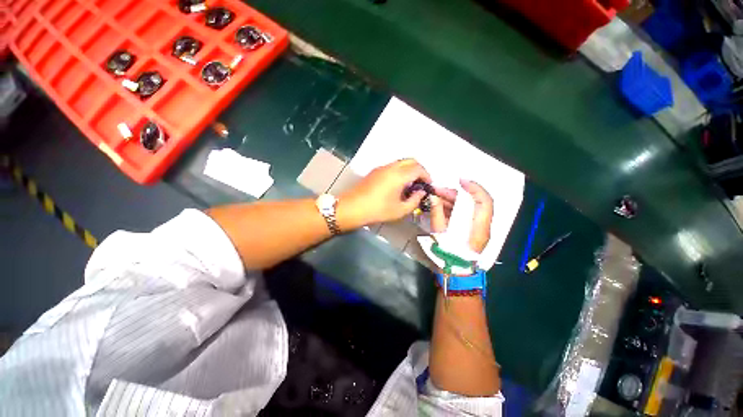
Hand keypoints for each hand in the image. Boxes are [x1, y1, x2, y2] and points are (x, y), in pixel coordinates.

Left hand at [340, 159, 430, 225]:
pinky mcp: (374, 171)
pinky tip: (397, 185)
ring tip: (409, 185)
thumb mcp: (400, 210)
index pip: (418, 168)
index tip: (428, 185)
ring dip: (408, 170)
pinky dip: (399, 171)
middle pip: (410, 161)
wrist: (352, 208)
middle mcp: (391, 167)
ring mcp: (381, 168)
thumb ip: (415, 200)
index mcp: (399, 175)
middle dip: (419, 170)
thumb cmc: (378, 210)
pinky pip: (392, 167)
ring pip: (400, 162)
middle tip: (420, 183)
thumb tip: (421, 192)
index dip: (426, 175)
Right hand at [430, 179, 492, 252]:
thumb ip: (437, 214)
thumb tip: (433, 197)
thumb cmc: (448, 255)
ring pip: (466, 208)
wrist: (454, 273)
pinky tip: (438, 205)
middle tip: (436, 190)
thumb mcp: (439, 234)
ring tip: (434, 196)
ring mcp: (476, 227)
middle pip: (472, 203)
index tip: (460, 181)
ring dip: (451, 200)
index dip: (475, 188)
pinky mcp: (470, 229)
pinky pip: (462, 214)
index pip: (484, 202)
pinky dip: (451, 208)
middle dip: (454, 194)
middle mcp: (481, 226)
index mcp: (478, 228)